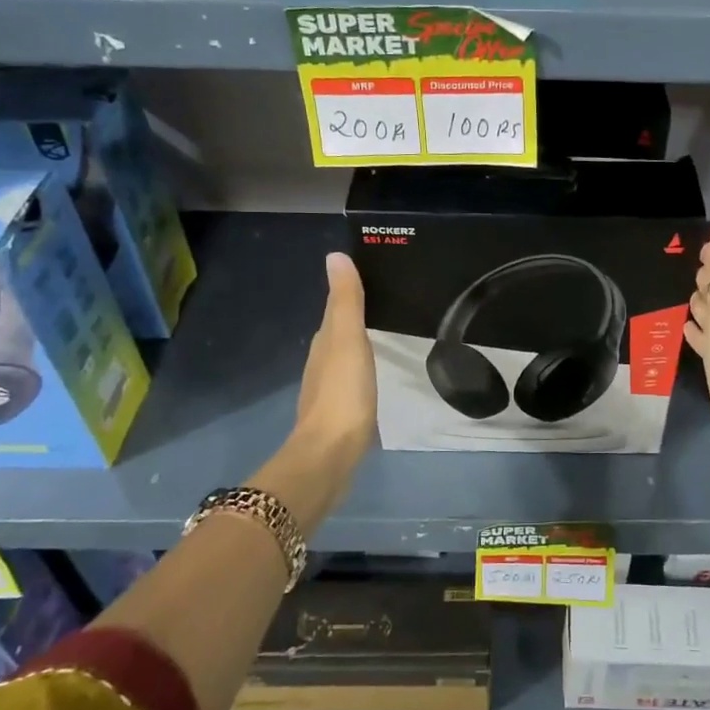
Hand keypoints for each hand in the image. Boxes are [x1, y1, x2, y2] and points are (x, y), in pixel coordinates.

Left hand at [292, 252, 376, 483]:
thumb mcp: (349, 340)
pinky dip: (361, 371)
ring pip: (344, 357)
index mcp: (325, 341)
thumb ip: (346, 301)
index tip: (375, 279)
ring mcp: (328, 389)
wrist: (330, 454)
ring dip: (358, 346)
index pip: (336, 308)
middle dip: (356, 318)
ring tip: (384, 336)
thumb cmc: (343, 393)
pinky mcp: (339, 413)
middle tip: (388, 304)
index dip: (351, 293)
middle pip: (339, 332)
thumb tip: (335, 256)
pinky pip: (351, 381)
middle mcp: (321, 362)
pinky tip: (373, 376)